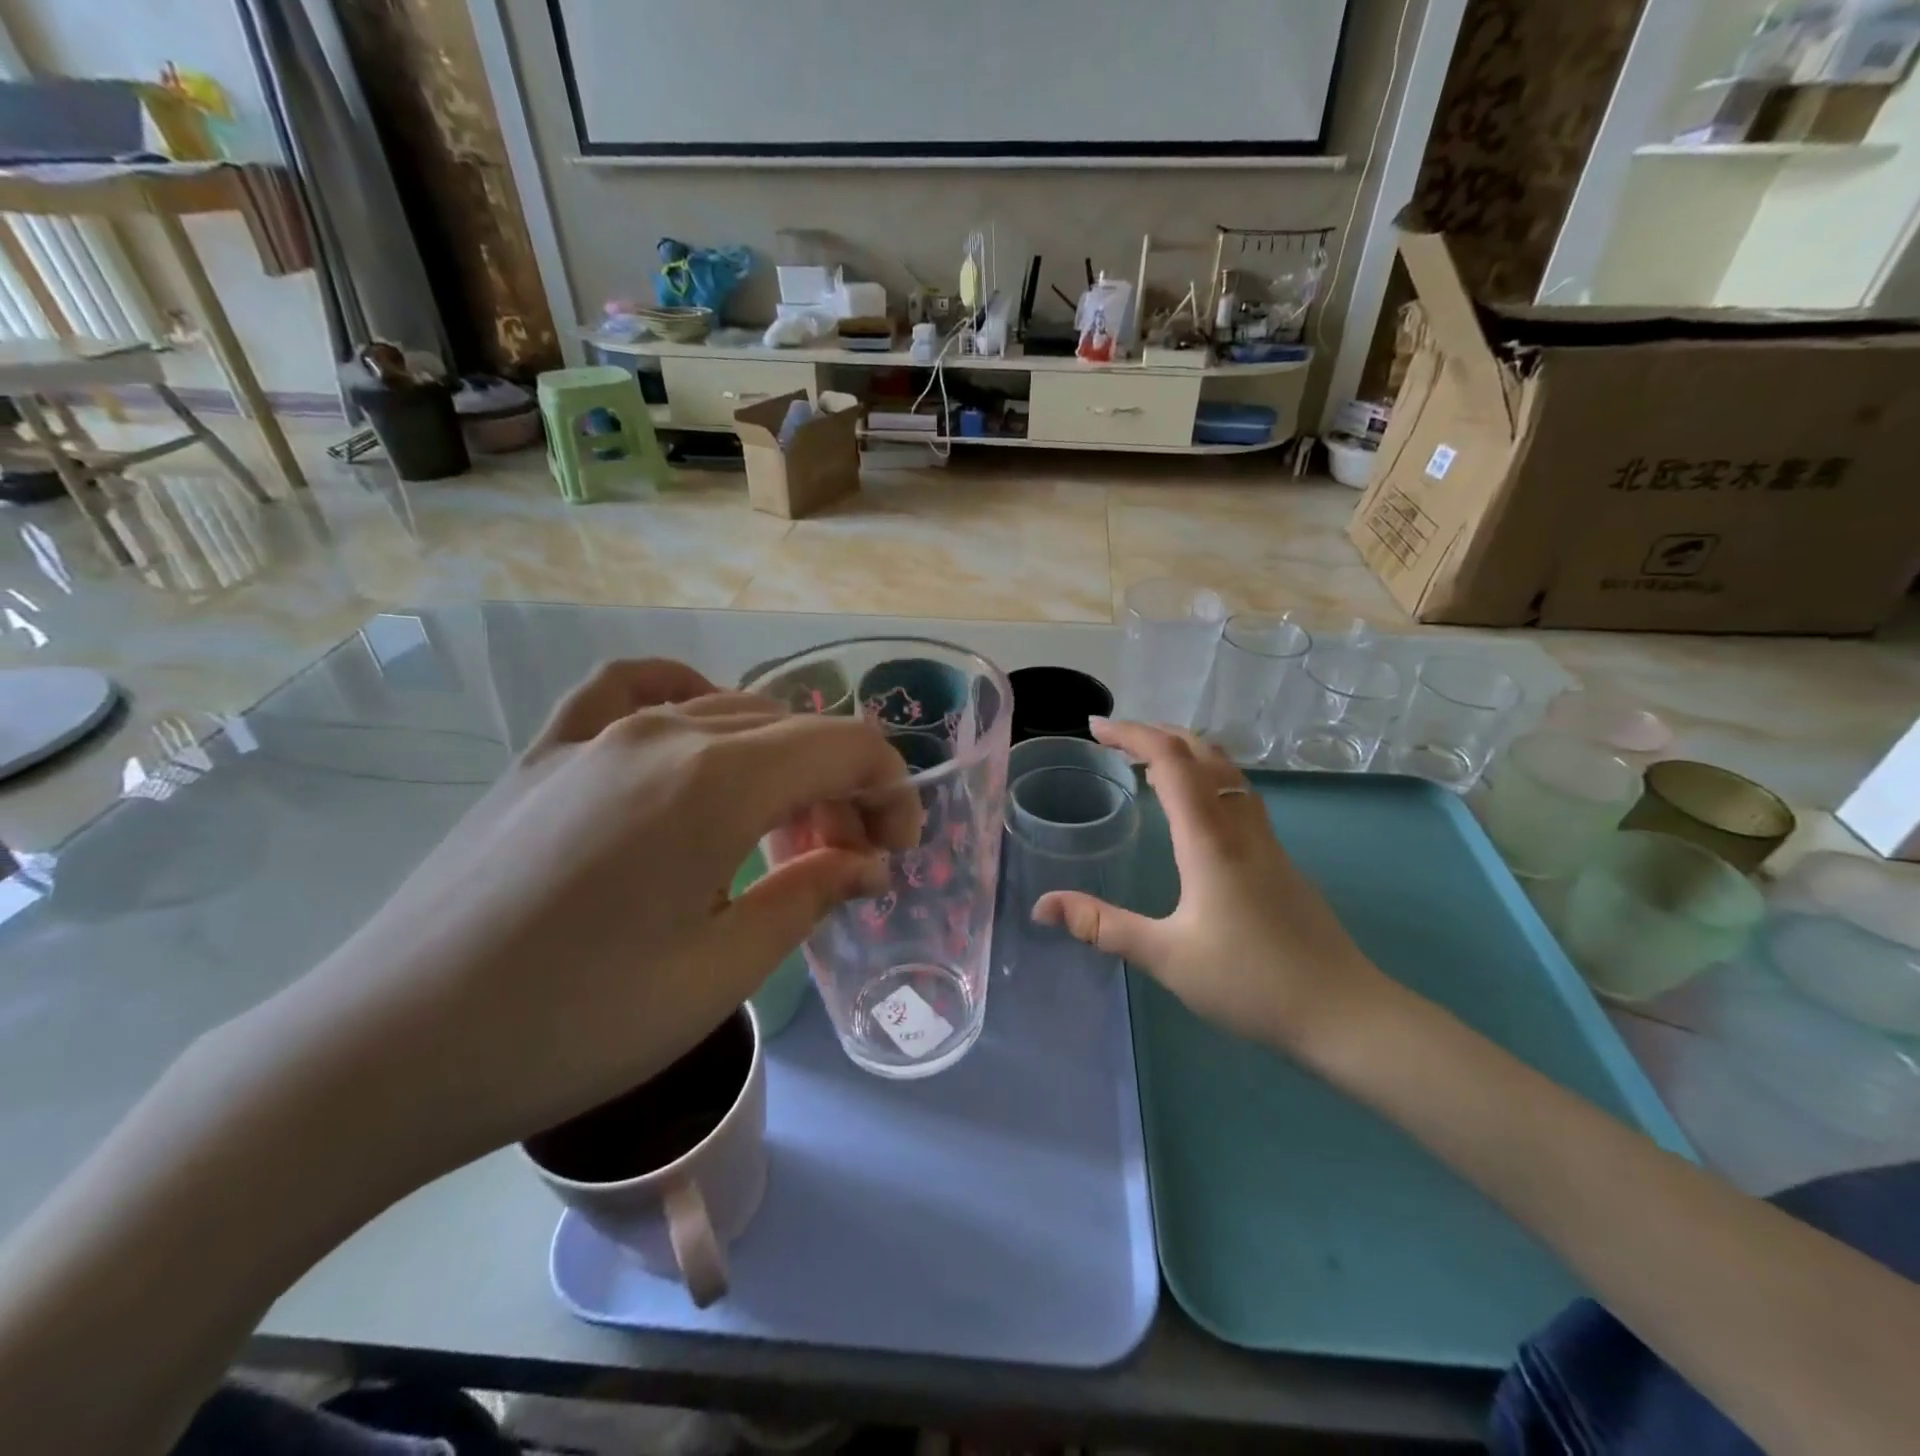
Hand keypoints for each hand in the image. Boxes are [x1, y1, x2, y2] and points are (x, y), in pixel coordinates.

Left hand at [245, 659, 919, 1176]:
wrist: (384, 1054)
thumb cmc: (574, 1026)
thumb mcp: (720, 972)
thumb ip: (809, 896)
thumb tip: (869, 862)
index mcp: (715, 781)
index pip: (845, 747)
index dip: (892, 791)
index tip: (897, 854)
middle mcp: (663, 733)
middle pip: (794, 730)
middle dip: (843, 788)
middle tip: (848, 861)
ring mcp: (595, 734)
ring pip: (728, 713)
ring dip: (780, 760)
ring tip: (780, 827)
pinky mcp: (545, 753)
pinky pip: (631, 690)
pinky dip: (685, 697)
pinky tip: (692, 727)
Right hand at [1033, 719, 1392, 1053]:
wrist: (1343, 1011)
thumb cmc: (1250, 981)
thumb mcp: (1166, 956)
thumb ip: (1103, 926)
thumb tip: (1043, 905)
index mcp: (1209, 839)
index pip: (1170, 761)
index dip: (1132, 734)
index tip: (1095, 728)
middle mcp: (1239, 826)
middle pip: (1202, 752)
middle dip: (1156, 733)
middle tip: (1115, 739)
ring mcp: (1265, 840)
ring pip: (1226, 770)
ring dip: (1185, 751)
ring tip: (1148, 761)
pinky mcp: (1278, 859)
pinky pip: (1237, 793)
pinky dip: (1206, 776)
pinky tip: (1194, 808)